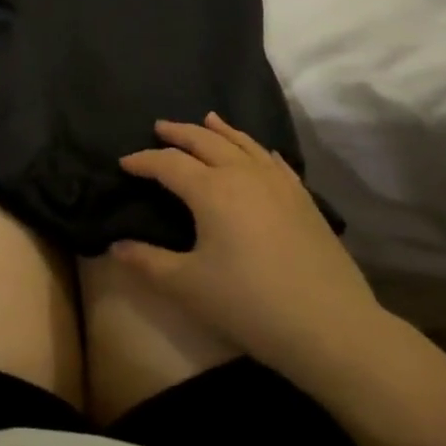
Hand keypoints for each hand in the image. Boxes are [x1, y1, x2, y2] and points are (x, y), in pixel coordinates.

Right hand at [116, 114, 384, 377]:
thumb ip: (147, 262)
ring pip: (243, 143)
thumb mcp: (188, 286)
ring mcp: (278, 183)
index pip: (168, 164)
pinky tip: (258, 151)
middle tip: (160, 127)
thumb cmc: (249, 304)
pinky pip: (274, 161)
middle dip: (179, 133)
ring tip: (206, 119)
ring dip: (220, 130)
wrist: (330, 325)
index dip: (143, 161)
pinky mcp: (303, 199)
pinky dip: (257, 148)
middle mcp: (243, 174)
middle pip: (205, 141)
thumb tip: (115, 246)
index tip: (124, 162)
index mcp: (211, 190)